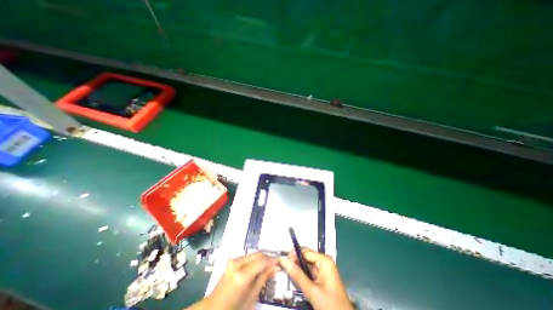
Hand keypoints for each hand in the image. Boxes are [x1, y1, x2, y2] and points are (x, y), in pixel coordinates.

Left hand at [189, 254, 280, 307]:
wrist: (214, 308)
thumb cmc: (234, 308)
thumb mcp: (252, 296)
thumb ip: (264, 278)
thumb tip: (276, 267)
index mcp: (242, 275)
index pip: (262, 261)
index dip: (272, 260)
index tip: (281, 261)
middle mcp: (238, 263)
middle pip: (258, 255)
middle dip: (268, 258)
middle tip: (276, 264)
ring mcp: (234, 260)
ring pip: (254, 254)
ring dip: (262, 258)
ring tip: (269, 265)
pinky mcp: (232, 260)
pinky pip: (248, 256)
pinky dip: (255, 259)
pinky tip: (259, 265)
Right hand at [281, 249, 353, 309]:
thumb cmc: (330, 306)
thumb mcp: (312, 291)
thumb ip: (297, 275)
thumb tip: (284, 261)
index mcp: (324, 260)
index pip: (305, 253)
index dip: (293, 255)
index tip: (282, 260)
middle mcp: (324, 261)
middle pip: (306, 256)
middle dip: (295, 260)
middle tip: (283, 266)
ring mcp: (323, 269)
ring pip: (306, 264)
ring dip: (297, 267)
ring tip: (287, 271)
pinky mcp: (322, 277)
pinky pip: (309, 271)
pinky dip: (302, 274)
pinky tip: (295, 277)